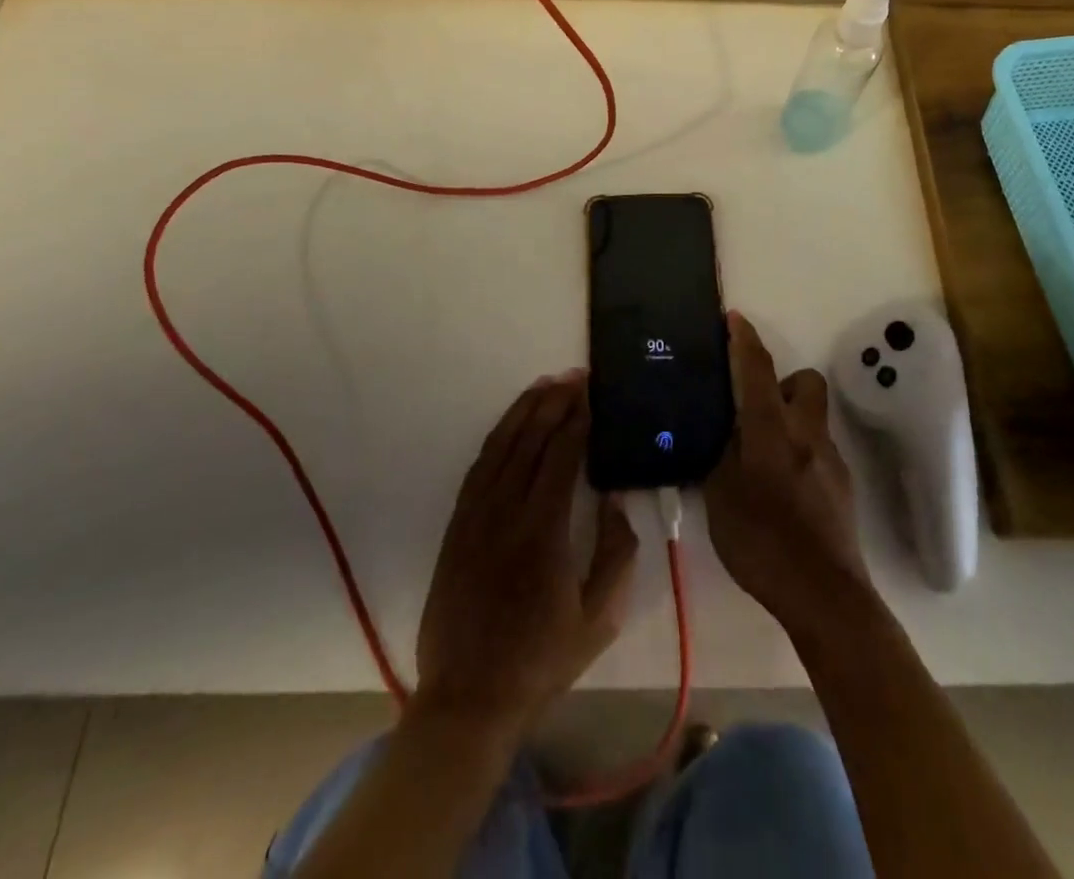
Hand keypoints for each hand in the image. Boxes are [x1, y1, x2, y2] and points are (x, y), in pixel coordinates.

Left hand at [414, 372, 638, 737]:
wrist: (468, 697)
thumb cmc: (541, 661)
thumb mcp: (600, 618)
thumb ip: (615, 553)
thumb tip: (612, 499)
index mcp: (544, 531)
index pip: (562, 455)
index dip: (578, 419)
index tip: (592, 393)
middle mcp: (506, 511)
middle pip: (531, 440)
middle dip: (554, 402)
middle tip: (575, 377)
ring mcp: (476, 516)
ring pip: (500, 445)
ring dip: (524, 410)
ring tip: (545, 385)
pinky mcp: (457, 525)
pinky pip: (478, 467)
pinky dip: (497, 437)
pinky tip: (511, 424)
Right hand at [705, 313, 871, 636]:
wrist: (824, 594)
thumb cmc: (761, 541)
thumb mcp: (720, 496)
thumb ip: (719, 455)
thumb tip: (721, 431)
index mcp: (771, 429)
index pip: (758, 369)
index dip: (744, 340)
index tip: (734, 318)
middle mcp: (807, 433)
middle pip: (805, 382)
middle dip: (781, 382)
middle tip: (753, 407)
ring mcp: (830, 459)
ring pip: (813, 417)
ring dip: (790, 419)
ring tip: (761, 453)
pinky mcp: (842, 486)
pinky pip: (818, 449)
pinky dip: (800, 451)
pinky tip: (781, 486)